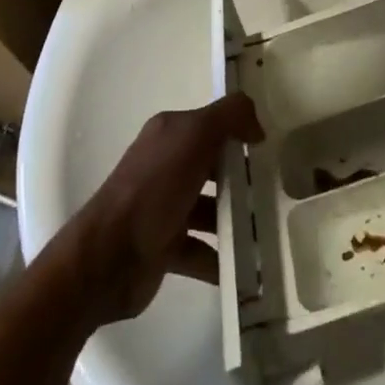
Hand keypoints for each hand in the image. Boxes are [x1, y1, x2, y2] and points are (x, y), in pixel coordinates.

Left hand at [61, 94, 263, 325]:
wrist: (107, 259)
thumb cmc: (153, 188)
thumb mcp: (195, 136)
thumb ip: (230, 117)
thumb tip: (256, 124)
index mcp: (170, 134)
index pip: (212, 123)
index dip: (240, 130)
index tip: (270, 147)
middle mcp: (166, 166)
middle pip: (213, 166)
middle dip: (243, 177)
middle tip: (278, 189)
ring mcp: (164, 208)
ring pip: (209, 209)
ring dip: (235, 219)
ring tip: (267, 230)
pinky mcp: (164, 248)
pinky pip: (202, 251)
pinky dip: (222, 259)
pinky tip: (247, 268)